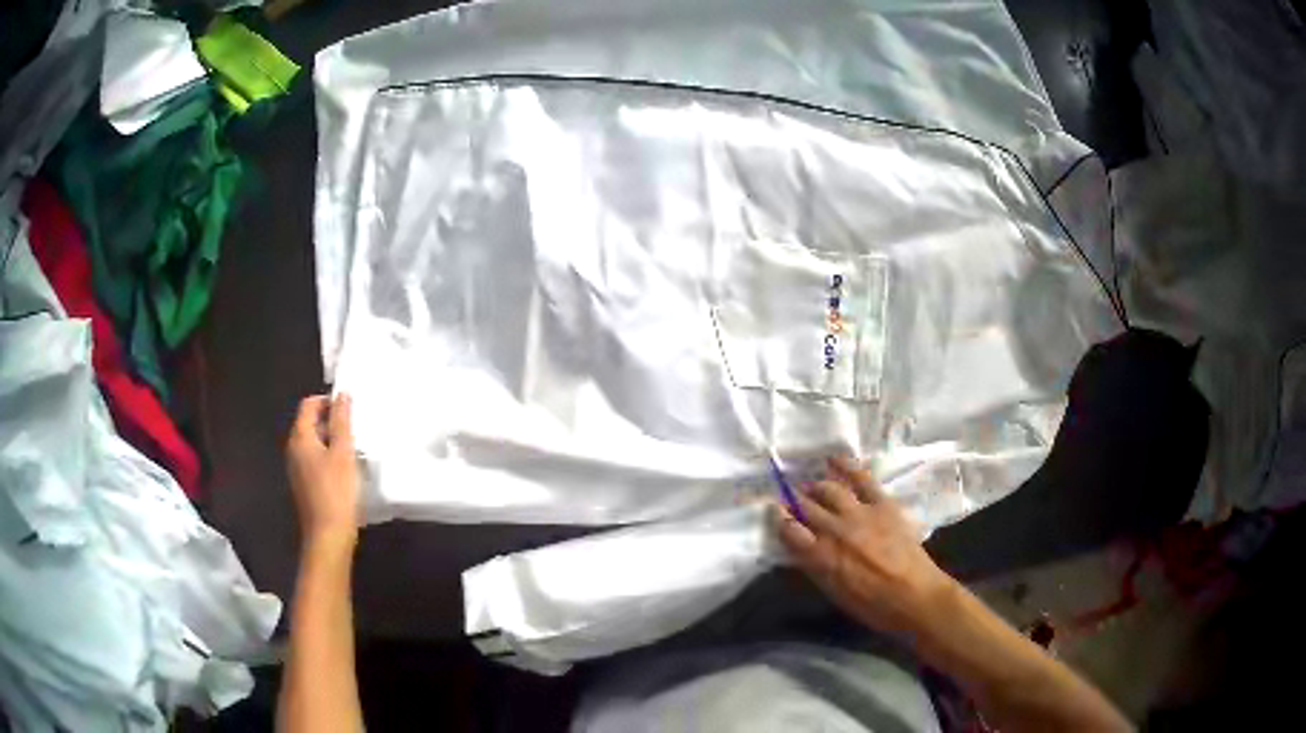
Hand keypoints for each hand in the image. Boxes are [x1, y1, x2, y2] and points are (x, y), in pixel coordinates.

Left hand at [286, 394, 359, 548]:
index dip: (328, 401)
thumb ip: (342, 421)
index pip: (309, 405)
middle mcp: (294, 449)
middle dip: (332, 421)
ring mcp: (297, 468)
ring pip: (314, 443)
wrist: (328, 536)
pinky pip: (315, 460)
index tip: (349, 410)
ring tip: (354, 449)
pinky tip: (346, 470)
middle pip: (310, 423)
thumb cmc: (336, 492)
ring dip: (332, 440)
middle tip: (356, 429)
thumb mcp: (343, 453)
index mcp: (300, 438)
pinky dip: (329, 457)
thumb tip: (342, 395)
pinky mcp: (305, 484)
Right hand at [771, 456, 956, 636]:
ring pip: (829, 489)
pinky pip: (861, 478)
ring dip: (816, 487)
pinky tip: (833, 460)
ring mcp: (859, 513)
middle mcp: (834, 530)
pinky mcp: (882, 504)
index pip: (788, 530)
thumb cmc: (871, 605)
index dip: (779, 520)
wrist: (914, 595)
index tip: (775, 515)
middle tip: (789, 497)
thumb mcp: (833, 592)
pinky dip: (846, 467)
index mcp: (820, 556)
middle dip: (793, 501)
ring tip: (811, 487)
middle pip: (806, 506)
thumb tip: (801, 548)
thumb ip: (815, 566)